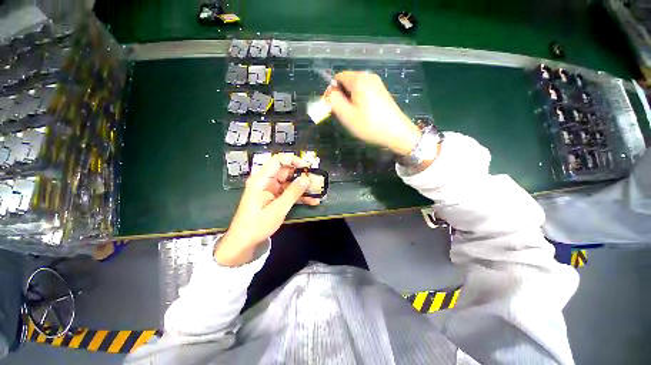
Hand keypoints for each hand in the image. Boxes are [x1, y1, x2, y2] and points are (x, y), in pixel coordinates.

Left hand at [215, 155, 319, 265]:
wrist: (244, 241)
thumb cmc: (257, 225)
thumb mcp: (277, 209)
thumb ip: (292, 193)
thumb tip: (306, 179)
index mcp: (261, 180)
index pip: (277, 161)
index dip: (293, 160)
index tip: (307, 166)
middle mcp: (266, 182)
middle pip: (286, 172)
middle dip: (302, 176)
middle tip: (316, 181)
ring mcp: (271, 189)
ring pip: (290, 183)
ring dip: (303, 188)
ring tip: (317, 192)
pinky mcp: (275, 197)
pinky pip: (289, 192)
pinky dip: (299, 196)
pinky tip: (312, 201)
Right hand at [324, 71, 421, 155]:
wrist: (397, 133)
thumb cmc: (369, 125)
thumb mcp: (347, 115)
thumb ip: (334, 101)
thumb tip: (330, 93)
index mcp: (359, 79)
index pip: (337, 78)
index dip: (331, 92)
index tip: (331, 107)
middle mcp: (368, 76)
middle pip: (346, 82)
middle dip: (341, 96)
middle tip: (343, 114)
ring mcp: (377, 83)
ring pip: (355, 88)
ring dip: (349, 100)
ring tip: (353, 116)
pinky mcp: (381, 92)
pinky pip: (364, 92)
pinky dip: (359, 101)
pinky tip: (362, 114)